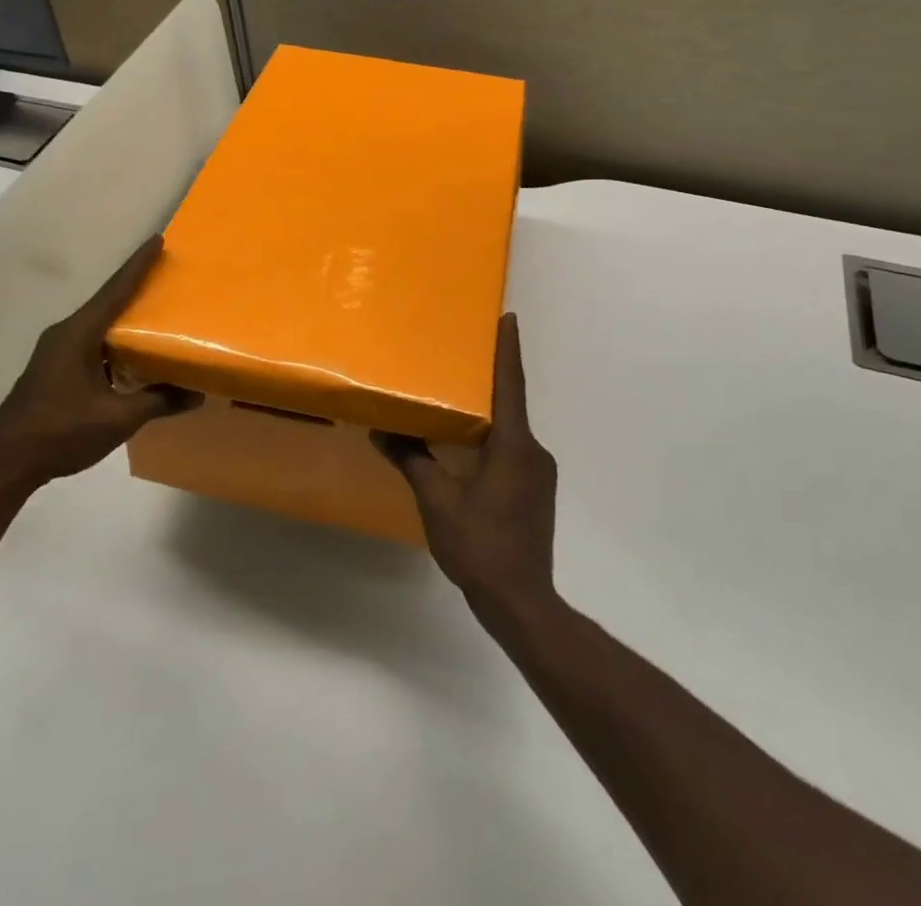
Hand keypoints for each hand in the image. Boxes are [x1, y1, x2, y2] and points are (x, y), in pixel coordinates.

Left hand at [0, 237, 197, 492]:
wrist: (5, 462)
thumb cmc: (61, 433)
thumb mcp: (117, 419)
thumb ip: (158, 401)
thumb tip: (197, 395)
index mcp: (78, 334)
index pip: (115, 291)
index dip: (138, 265)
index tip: (157, 240)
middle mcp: (65, 333)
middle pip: (106, 300)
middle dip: (134, 284)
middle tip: (165, 271)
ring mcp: (55, 350)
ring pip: (97, 322)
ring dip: (123, 313)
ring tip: (154, 307)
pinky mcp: (53, 367)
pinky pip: (90, 339)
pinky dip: (113, 336)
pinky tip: (130, 349)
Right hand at [374, 314, 557, 613]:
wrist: (521, 603)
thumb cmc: (480, 546)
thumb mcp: (437, 501)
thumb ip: (413, 460)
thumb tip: (381, 431)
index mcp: (514, 445)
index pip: (511, 385)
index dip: (508, 349)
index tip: (508, 317)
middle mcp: (533, 452)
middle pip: (510, 404)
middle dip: (489, 378)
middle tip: (463, 354)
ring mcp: (538, 474)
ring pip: (510, 431)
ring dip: (488, 413)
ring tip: (457, 398)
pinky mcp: (535, 491)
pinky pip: (512, 450)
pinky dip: (491, 438)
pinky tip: (467, 446)